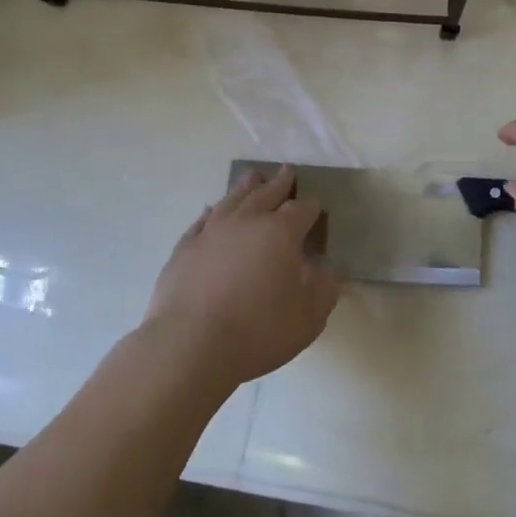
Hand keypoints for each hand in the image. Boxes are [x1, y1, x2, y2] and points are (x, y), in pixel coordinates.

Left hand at [142, 166, 341, 389]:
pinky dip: (211, 212)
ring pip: (232, 199)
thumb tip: (330, 267)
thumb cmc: (259, 331)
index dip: (312, 207)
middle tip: (287, 170)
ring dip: (246, 187)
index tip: (317, 208)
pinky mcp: (185, 248)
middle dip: (280, 183)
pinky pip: (201, 221)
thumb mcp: (309, 316)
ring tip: (253, 177)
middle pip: (266, 193)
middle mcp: (246, 221)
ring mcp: (211, 232)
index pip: (302, 209)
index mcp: (281, 232)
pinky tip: (211, 210)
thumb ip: (325, 287)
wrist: (190, 346)